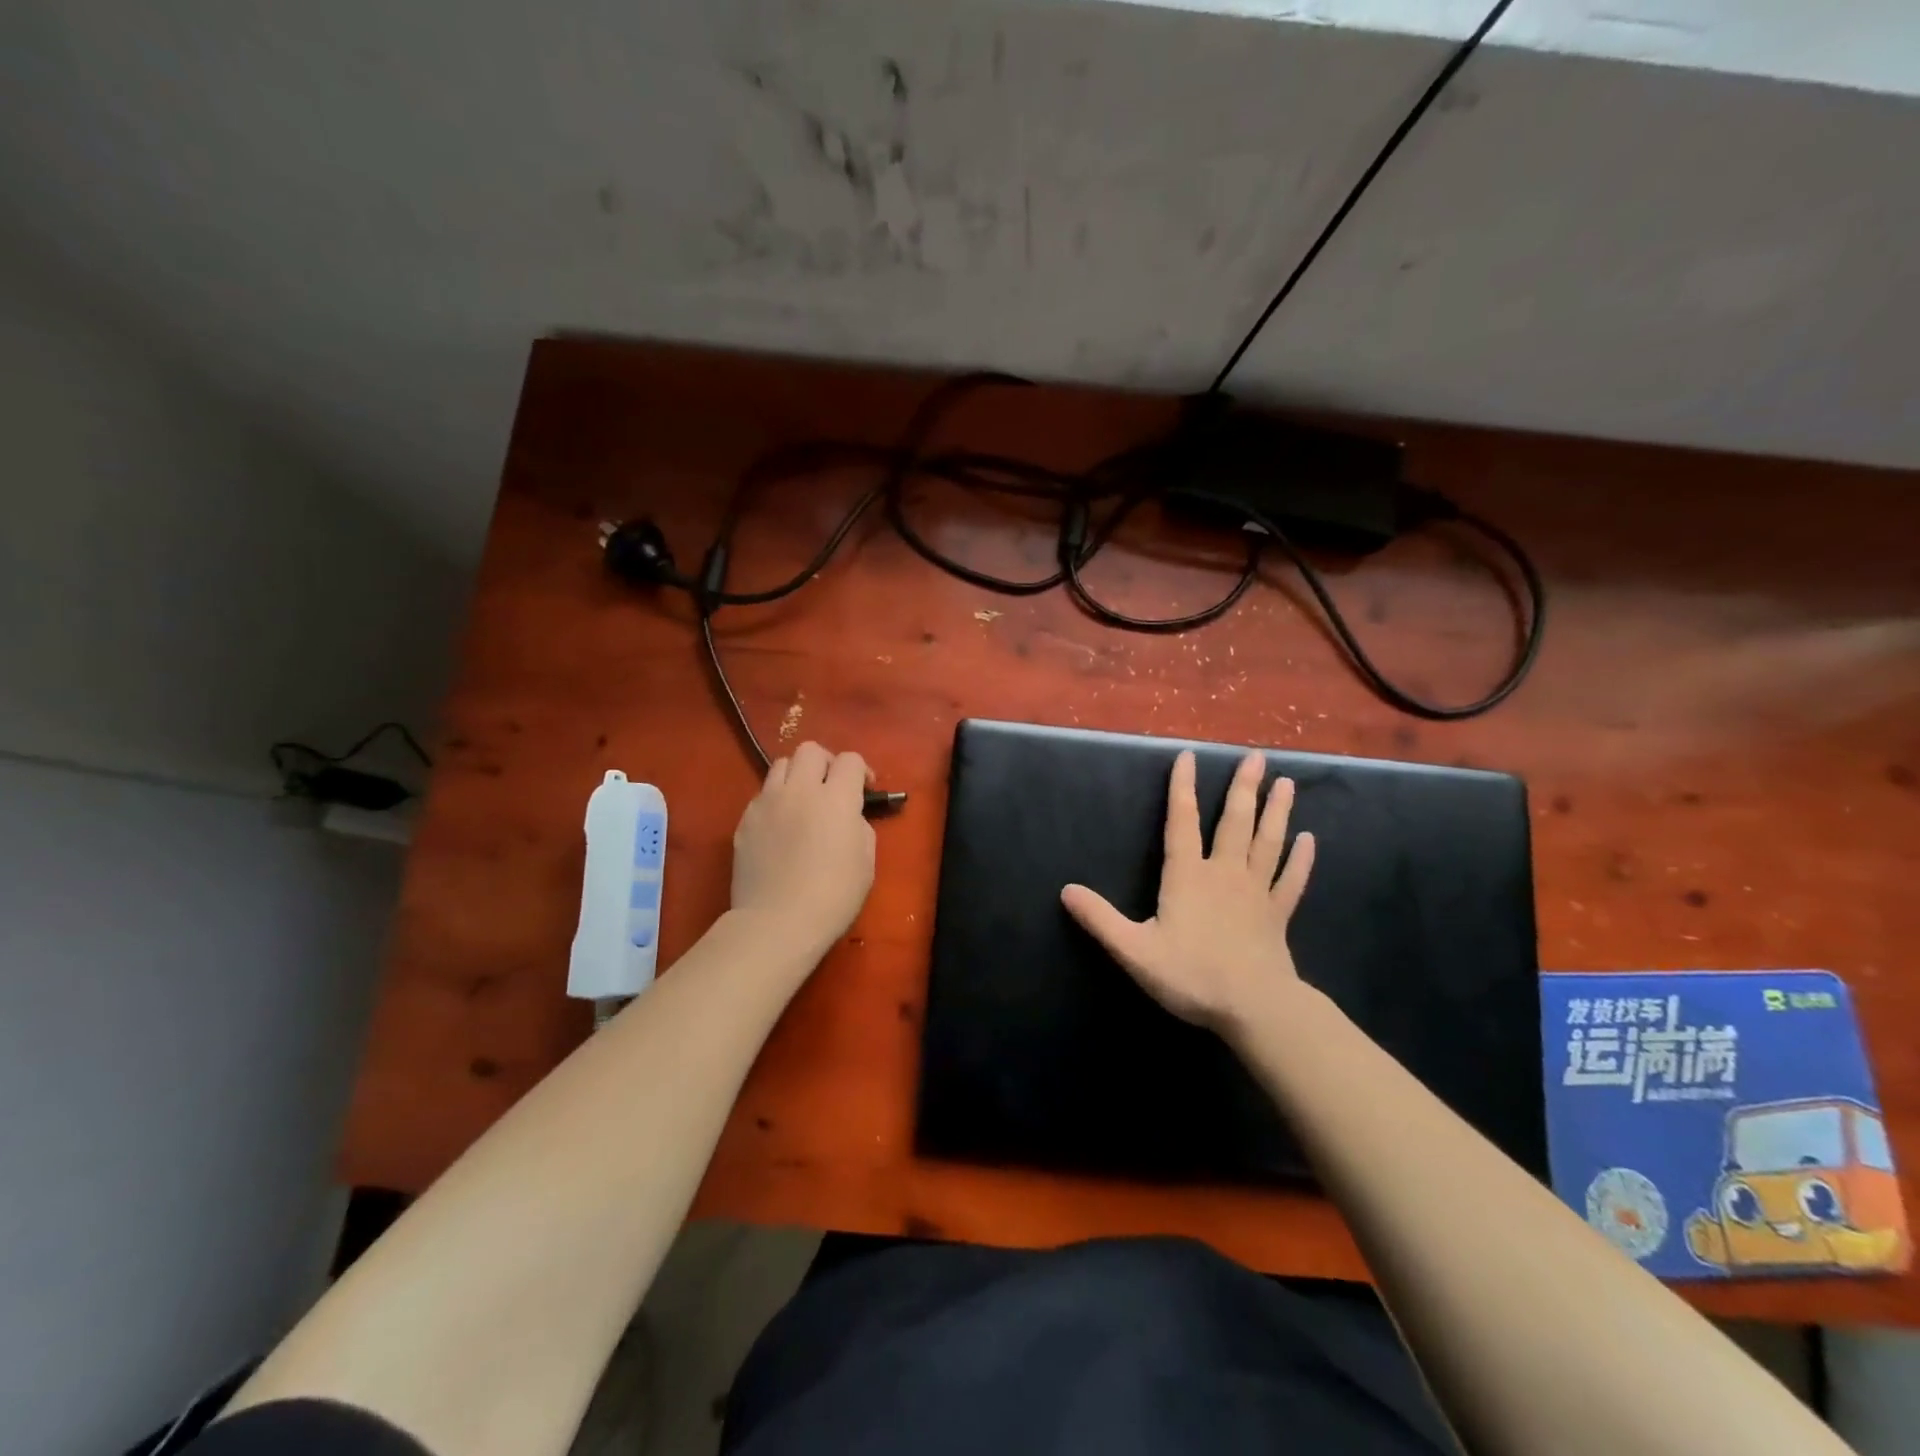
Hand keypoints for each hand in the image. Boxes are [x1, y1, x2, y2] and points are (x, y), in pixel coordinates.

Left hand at [730, 741, 875, 953]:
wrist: (777, 923)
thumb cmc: (833, 897)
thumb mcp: (866, 862)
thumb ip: (860, 827)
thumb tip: (850, 817)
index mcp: (836, 798)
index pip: (850, 760)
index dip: (861, 770)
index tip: (865, 791)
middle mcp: (800, 790)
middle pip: (810, 750)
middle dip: (826, 762)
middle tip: (832, 788)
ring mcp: (767, 802)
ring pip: (781, 765)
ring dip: (797, 776)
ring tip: (803, 801)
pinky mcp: (745, 820)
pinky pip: (763, 794)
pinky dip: (776, 800)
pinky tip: (781, 827)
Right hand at [1061, 749, 1314, 1034]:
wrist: (1254, 1008)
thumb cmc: (1191, 975)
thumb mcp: (1134, 950)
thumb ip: (1100, 919)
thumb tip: (1066, 890)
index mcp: (1187, 876)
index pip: (1182, 822)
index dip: (1182, 788)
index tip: (1189, 756)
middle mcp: (1224, 873)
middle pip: (1235, 822)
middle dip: (1243, 788)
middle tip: (1257, 757)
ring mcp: (1256, 892)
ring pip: (1267, 843)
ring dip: (1277, 812)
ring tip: (1286, 783)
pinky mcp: (1278, 915)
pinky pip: (1291, 880)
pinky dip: (1301, 860)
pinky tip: (1310, 841)